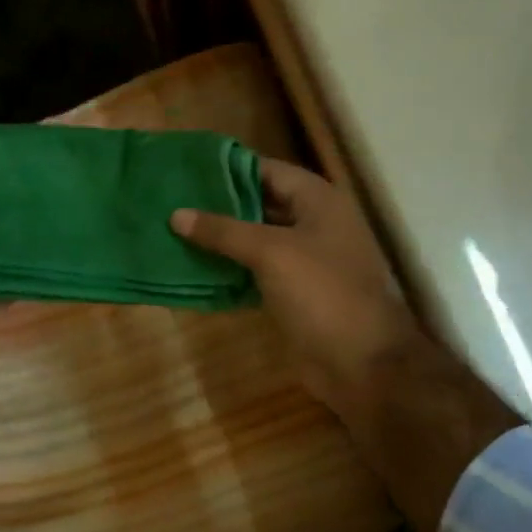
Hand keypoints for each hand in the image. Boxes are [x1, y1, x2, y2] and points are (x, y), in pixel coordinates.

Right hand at [173, 158, 518, 531]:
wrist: (361, 362)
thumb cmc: (323, 293)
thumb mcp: (271, 253)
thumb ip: (224, 231)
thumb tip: (177, 215)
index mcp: (318, 201)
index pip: (267, 170)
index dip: (228, 169)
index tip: (185, 171)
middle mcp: (313, 224)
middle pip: (260, 204)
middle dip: (218, 205)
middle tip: (171, 201)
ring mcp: (305, 261)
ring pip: (255, 240)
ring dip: (221, 239)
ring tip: (173, 231)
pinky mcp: (294, 293)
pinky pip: (256, 272)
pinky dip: (230, 270)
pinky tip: (194, 268)